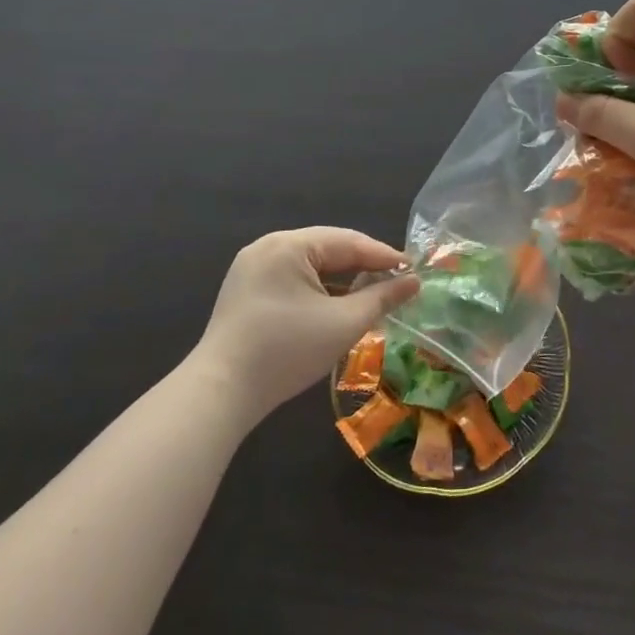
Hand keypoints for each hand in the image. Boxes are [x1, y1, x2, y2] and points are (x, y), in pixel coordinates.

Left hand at [187, 228, 418, 424]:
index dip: (384, 256)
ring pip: (311, 265)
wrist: (220, 393)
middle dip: (363, 266)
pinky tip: (337, 305)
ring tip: (372, 294)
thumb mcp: (344, 323)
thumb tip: (414, 282)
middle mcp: (268, 246)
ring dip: (342, 279)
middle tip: (396, 282)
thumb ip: (382, 298)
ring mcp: (252, 268)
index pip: (348, 242)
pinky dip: (319, 289)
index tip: (414, 270)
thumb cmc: (286, 351)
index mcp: (289, 244)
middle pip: (328, 249)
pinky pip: (292, 279)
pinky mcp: (245, 292)